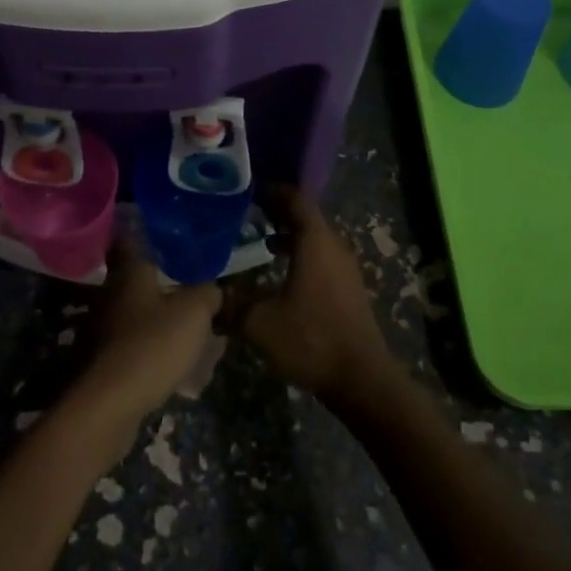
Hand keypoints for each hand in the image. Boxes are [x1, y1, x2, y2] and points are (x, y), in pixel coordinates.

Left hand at [68, 238, 221, 444]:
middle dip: (159, 283)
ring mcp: (102, 329)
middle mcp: (110, 294)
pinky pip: (132, 346)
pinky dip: (150, 349)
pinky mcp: (102, 362)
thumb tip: (212, 289)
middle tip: (187, 285)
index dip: (143, 231)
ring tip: (186, 328)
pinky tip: (171, 362)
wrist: (109, 404)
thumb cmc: (152, 344)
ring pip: (134, 315)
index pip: (131, 239)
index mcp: (130, 273)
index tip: (160, 230)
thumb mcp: (193, 314)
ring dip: (156, 319)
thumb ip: (206, 294)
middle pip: (134, 280)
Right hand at [227, 186, 397, 407]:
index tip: (249, 191)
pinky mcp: (349, 289)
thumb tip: (209, 293)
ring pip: (315, 239)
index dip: (273, 191)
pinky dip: (302, 255)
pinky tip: (282, 274)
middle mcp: (334, 246)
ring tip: (262, 240)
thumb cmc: (310, 339)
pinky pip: (323, 258)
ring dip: (291, 235)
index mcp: (315, 241)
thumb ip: (232, 303)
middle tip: (249, 214)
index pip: (295, 199)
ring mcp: (345, 268)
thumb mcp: (260, 322)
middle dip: (279, 212)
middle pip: (306, 217)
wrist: (361, 379)